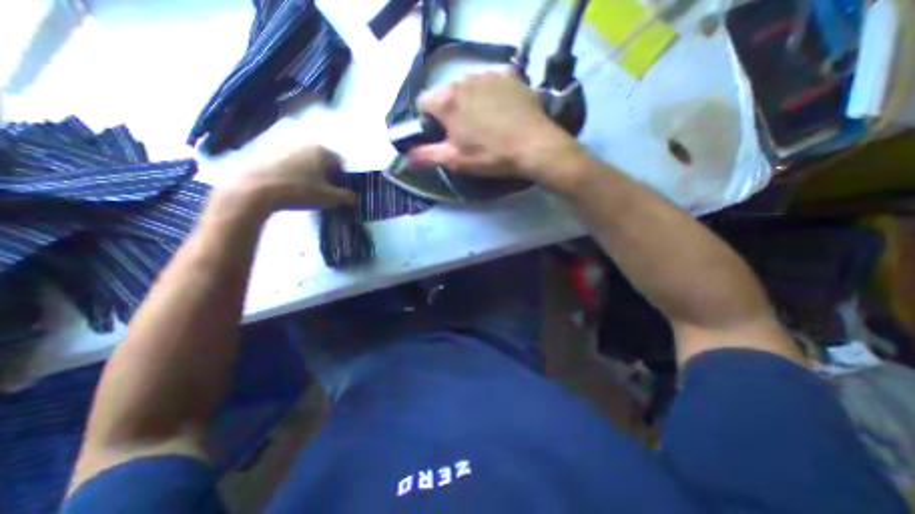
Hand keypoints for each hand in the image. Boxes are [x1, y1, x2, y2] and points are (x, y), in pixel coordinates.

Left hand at [225, 144, 356, 215]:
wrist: (255, 190)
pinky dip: (291, 172)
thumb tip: (353, 197)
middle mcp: (304, 143)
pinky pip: (287, 162)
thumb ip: (346, 197)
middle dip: (326, 174)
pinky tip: (287, 185)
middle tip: (323, 191)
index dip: (343, 178)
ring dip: (309, 173)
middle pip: (322, 160)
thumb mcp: (329, 198)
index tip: (338, 191)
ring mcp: (283, 145)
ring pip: (304, 160)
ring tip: (304, 189)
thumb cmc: (299, 191)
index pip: (341, 163)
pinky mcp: (265, 151)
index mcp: (322, 151)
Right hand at [406, 70, 578, 185]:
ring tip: (486, 123)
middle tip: (466, 133)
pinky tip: (501, 111)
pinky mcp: (509, 74)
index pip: (422, 103)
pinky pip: (490, 82)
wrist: (534, 146)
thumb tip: (404, 159)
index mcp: (446, 100)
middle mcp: (463, 78)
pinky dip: (490, 94)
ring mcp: (488, 73)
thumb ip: (426, 156)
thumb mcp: (455, 160)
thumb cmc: (490, 155)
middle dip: (449, 111)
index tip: (442, 135)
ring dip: (469, 102)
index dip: (429, 121)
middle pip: (445, 94)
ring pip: (468, 87)